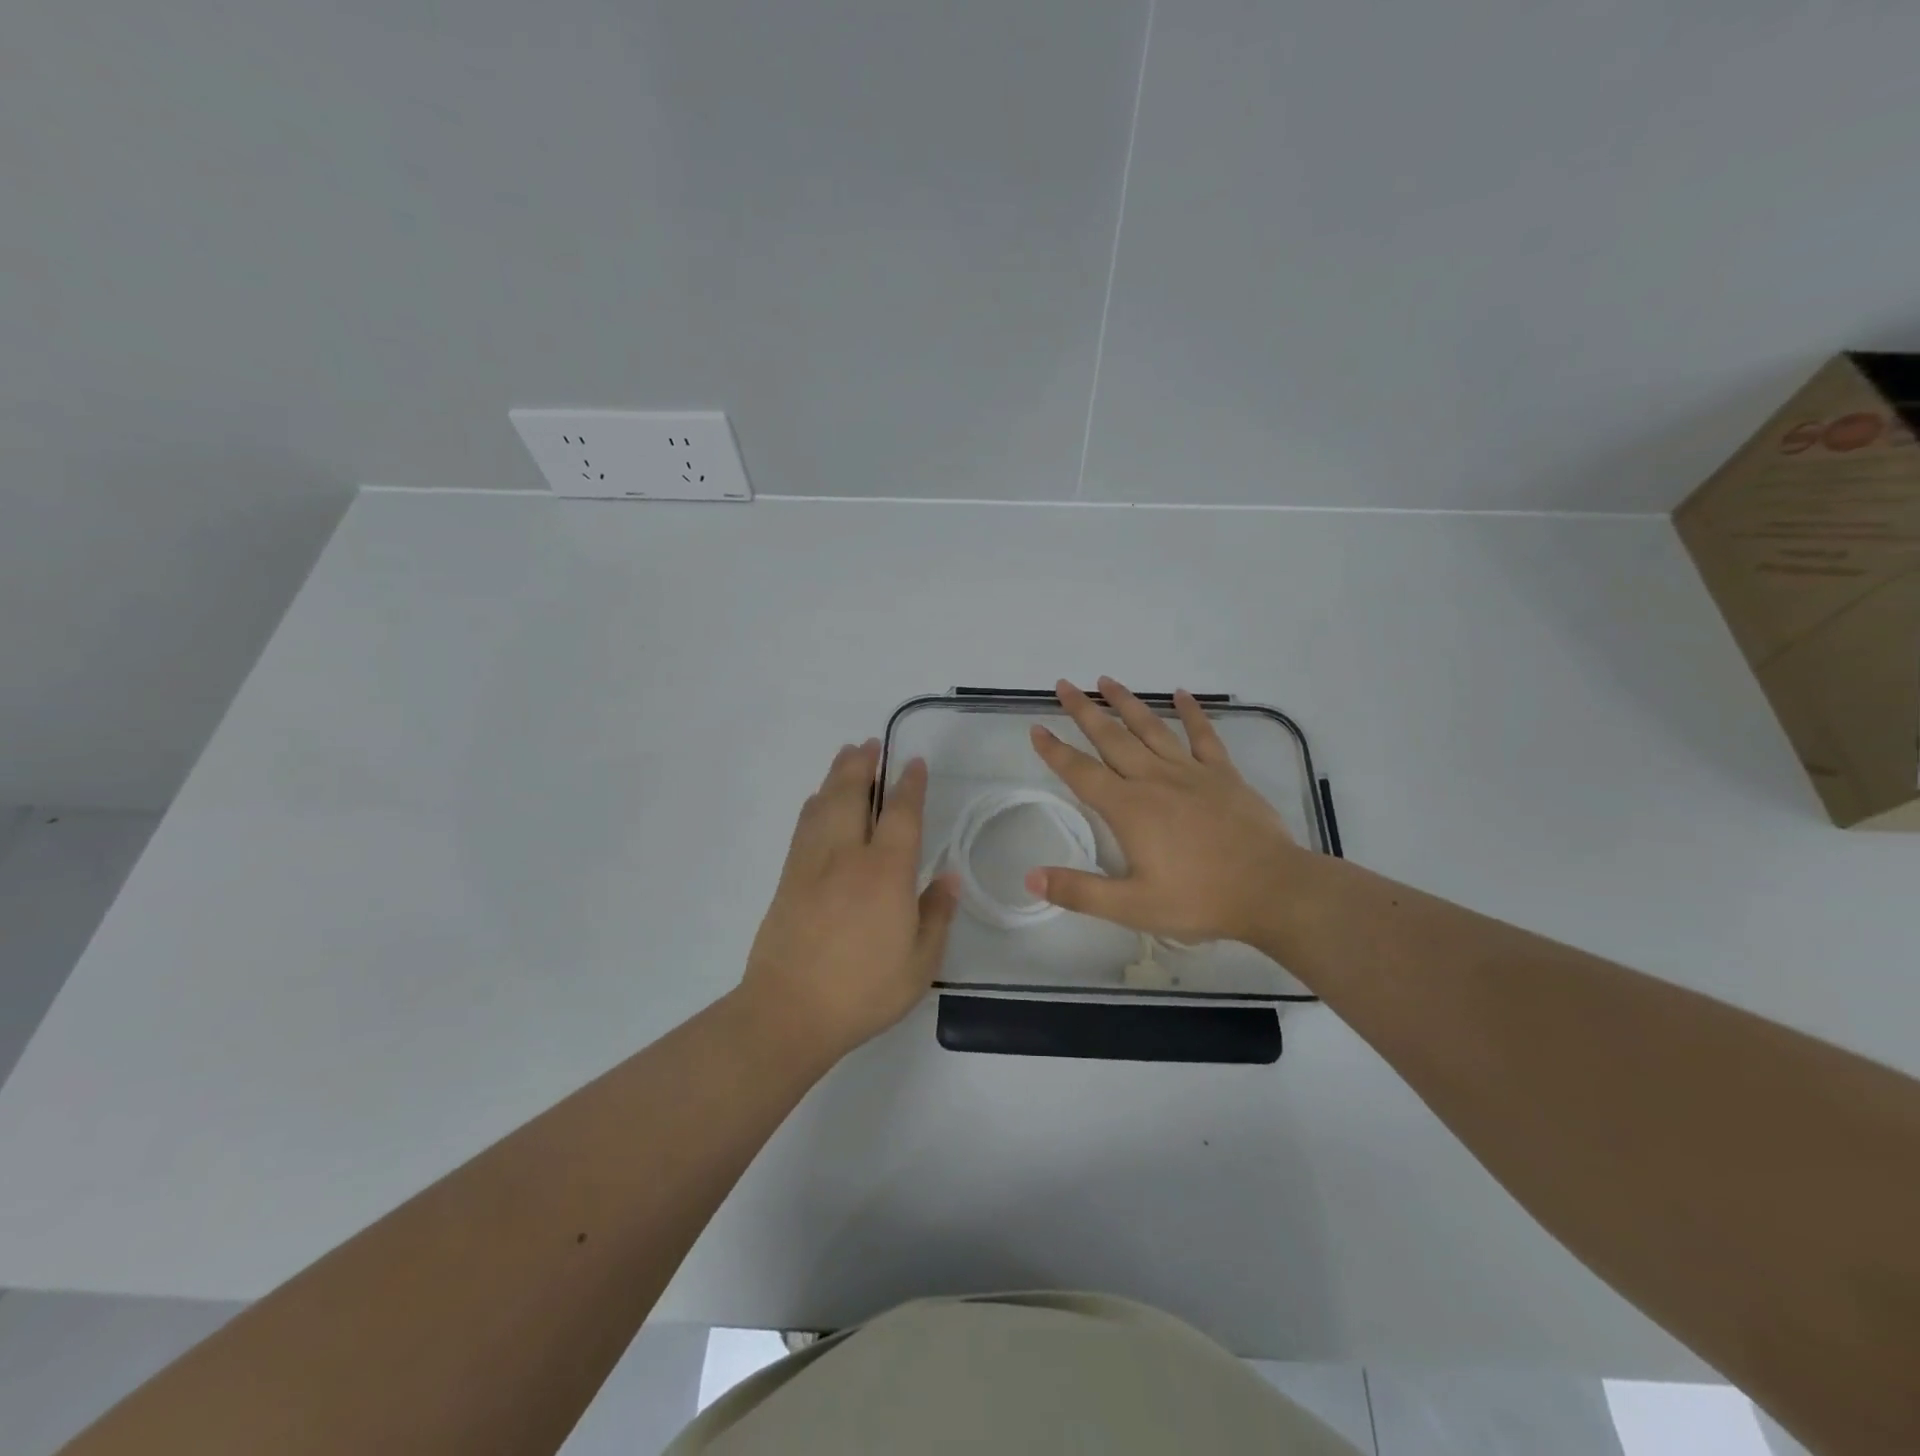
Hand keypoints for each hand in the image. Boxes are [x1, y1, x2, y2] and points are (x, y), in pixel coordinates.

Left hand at [739, 739, 957, 1061]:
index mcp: (885, 873)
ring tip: (847, 756)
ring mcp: (812, 864)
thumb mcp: (919, 963)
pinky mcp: (788, 877)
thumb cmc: (863, 990)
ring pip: (824, 804)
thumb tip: (947, 877)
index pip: (901, 814)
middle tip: (871, 743)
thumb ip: (936, 915)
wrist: (789, 1011)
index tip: (914, 763)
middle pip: (853, 794)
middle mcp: (847, 856)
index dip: (909, 785)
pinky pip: (804, 826)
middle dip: (863, 765)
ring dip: (837, 776)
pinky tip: (818, 800)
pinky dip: (815, 804)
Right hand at [1026, 678, 1302, 945]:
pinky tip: (1181, 694)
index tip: (1036, 728)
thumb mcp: (1132, 907)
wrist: (1271, 890)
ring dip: (1127, 703)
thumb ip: (1079, 891)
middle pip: (1111, 738)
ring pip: (1151, 728)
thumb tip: (1030, 878)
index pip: (1081, 773)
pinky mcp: (1223, 774)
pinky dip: (1192, 713)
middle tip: (1064, 685)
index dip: (1055, 751)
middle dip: (1084, 711)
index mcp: (1128, 809)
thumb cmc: (1199, 899)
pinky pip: (1204, 735)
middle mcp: (1154, 780)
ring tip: (1107, 680)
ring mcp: (1191, 772)